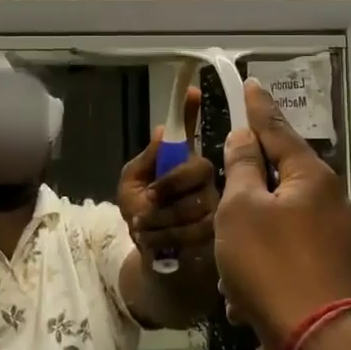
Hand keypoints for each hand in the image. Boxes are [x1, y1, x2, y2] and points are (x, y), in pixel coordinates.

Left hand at [117, 85, 218, 266]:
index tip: (191, 90)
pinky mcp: (219, 232)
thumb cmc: (143, 217)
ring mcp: (216, 203)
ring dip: (160, 219)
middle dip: (167, 189)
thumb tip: (160, 130)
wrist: (154, 259)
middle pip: (199, 169)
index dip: (191, 111)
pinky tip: (154, 241)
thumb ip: (144, 162)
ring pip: (195, 202)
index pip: (189, 132)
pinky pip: (196, 229)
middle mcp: (206, 177)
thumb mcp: (132, 187)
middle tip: (144, 205)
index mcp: (181, 162)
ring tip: (143, 228)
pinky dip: (166, 237)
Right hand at [215, 79, 350, 346]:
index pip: (277, 129)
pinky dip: (264, 262)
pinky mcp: (330, 265)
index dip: (258, 107)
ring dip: (250, 234)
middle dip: (246, 186)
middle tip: (222, 191)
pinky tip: (244, 291)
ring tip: (228, 263)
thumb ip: (241, 168)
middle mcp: (330, 198)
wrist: (317, 339)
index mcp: (311, 176)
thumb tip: (245, 138)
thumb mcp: (241, 209)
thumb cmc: (270, 264)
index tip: (250, 84)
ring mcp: (334, 234)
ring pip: (278, 218)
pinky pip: (287, 249)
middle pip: (279, 174)